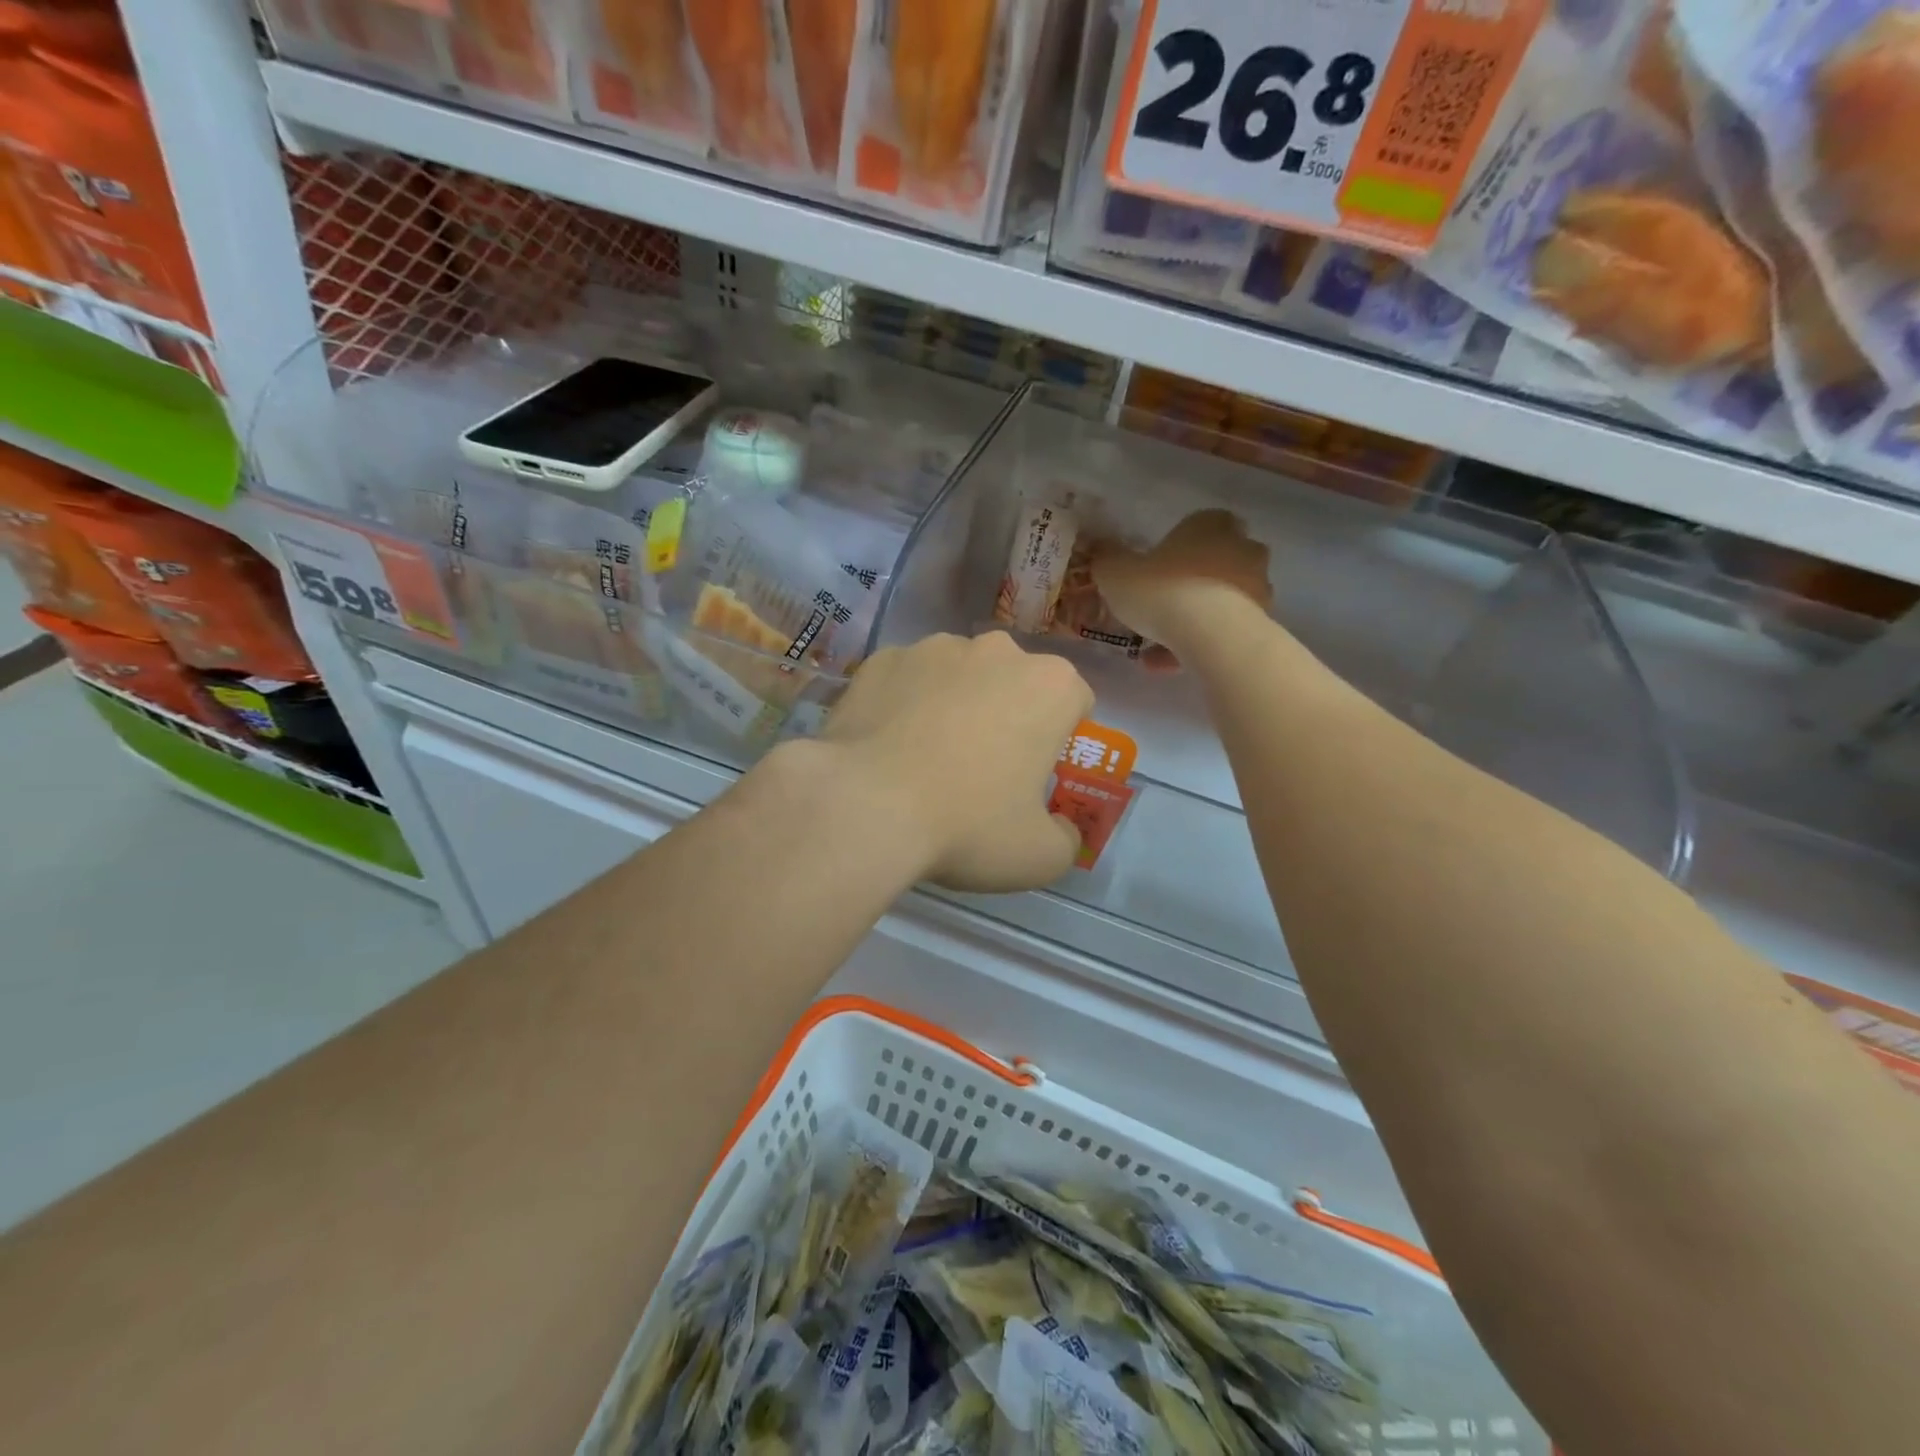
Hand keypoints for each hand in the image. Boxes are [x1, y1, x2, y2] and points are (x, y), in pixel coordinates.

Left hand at [819, 632, 1093, 892]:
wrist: (864, 805)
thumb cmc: (967, 825)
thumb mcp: (1039, 856)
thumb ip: (1066, 838)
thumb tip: (1061, 828)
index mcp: (1049, 686)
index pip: (1074, 701)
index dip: (1061, 737)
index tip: (1036, 772)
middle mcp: (997, 651)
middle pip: (1015, 681)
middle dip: (1008, 714)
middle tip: (982, 768)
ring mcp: (933, 648)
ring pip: (959, 675)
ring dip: (955, 704)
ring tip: (926, 758)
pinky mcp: (881, 659)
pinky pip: (906, 680)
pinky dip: (905, 703)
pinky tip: (887, 747)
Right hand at [1092, 510, 1273, 654]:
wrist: (1211, 633)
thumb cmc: (1162, 590)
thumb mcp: (1116, 574)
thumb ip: (1108, 562)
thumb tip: (1103, 554)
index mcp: (1209, 525)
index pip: (1197, 524)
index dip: (1175, 547)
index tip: (1153, 570)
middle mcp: (1240, 548)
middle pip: (1213, 561)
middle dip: (1189, 583)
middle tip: (1157, 608)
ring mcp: (1256, 585)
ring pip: (1218, 600)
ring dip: (1192, 620)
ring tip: (1155, 650)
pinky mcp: (1261, 621)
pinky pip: (1223, 630)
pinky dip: (1198, 645)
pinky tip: (1169, 666)